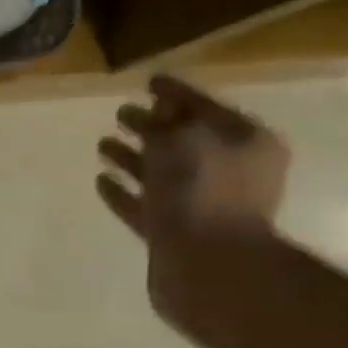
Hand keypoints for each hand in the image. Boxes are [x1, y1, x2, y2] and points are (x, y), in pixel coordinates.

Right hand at [95, 74, 289, 326]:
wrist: (207, 265)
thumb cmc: (202, 193)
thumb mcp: (182, 141)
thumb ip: (166, 123)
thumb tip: (159, 111)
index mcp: (245, 143)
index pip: (205, 106)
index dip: (175, 93)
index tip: (148, 81)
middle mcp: (229, 171)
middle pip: (183, 141)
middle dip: (152, 126)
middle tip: (121, 113)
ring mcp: (202, 205)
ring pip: (161, 173)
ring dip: (133, 158)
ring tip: (102, 145)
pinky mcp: (176, 233)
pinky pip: (147, 205)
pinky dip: (126, 192)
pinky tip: (102, 182)